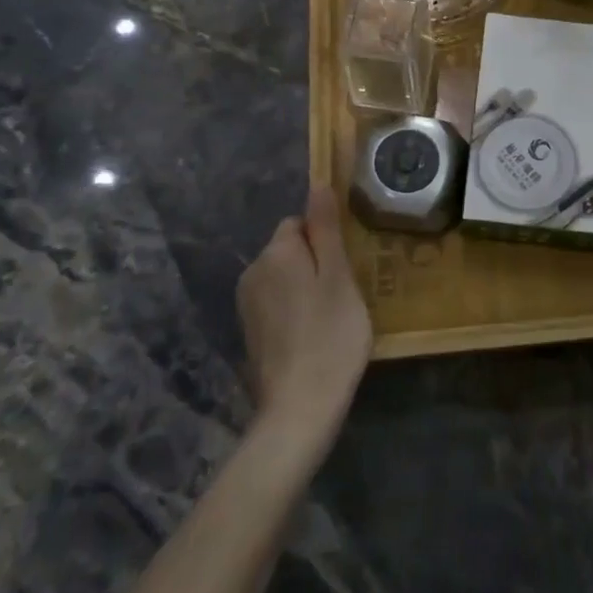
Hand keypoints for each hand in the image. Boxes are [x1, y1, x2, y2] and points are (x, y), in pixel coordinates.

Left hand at [237, 187, 372, 451]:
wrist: (299, 408)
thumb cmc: (330, 335)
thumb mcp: (338, 276)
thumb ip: (326, 229)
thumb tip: (317, 185)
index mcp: (276, 253)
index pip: (299, 223)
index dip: (325, 240)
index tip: (345, 266)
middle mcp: (253, 272)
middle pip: (289, 249)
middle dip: (315, 263)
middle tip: (343, 294)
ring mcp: (247, 305)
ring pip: (283, 278)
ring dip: (305, 288)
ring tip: (331, 318)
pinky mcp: (249, 333)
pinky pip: (277, 305)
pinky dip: (294, 312)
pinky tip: (313, 336)